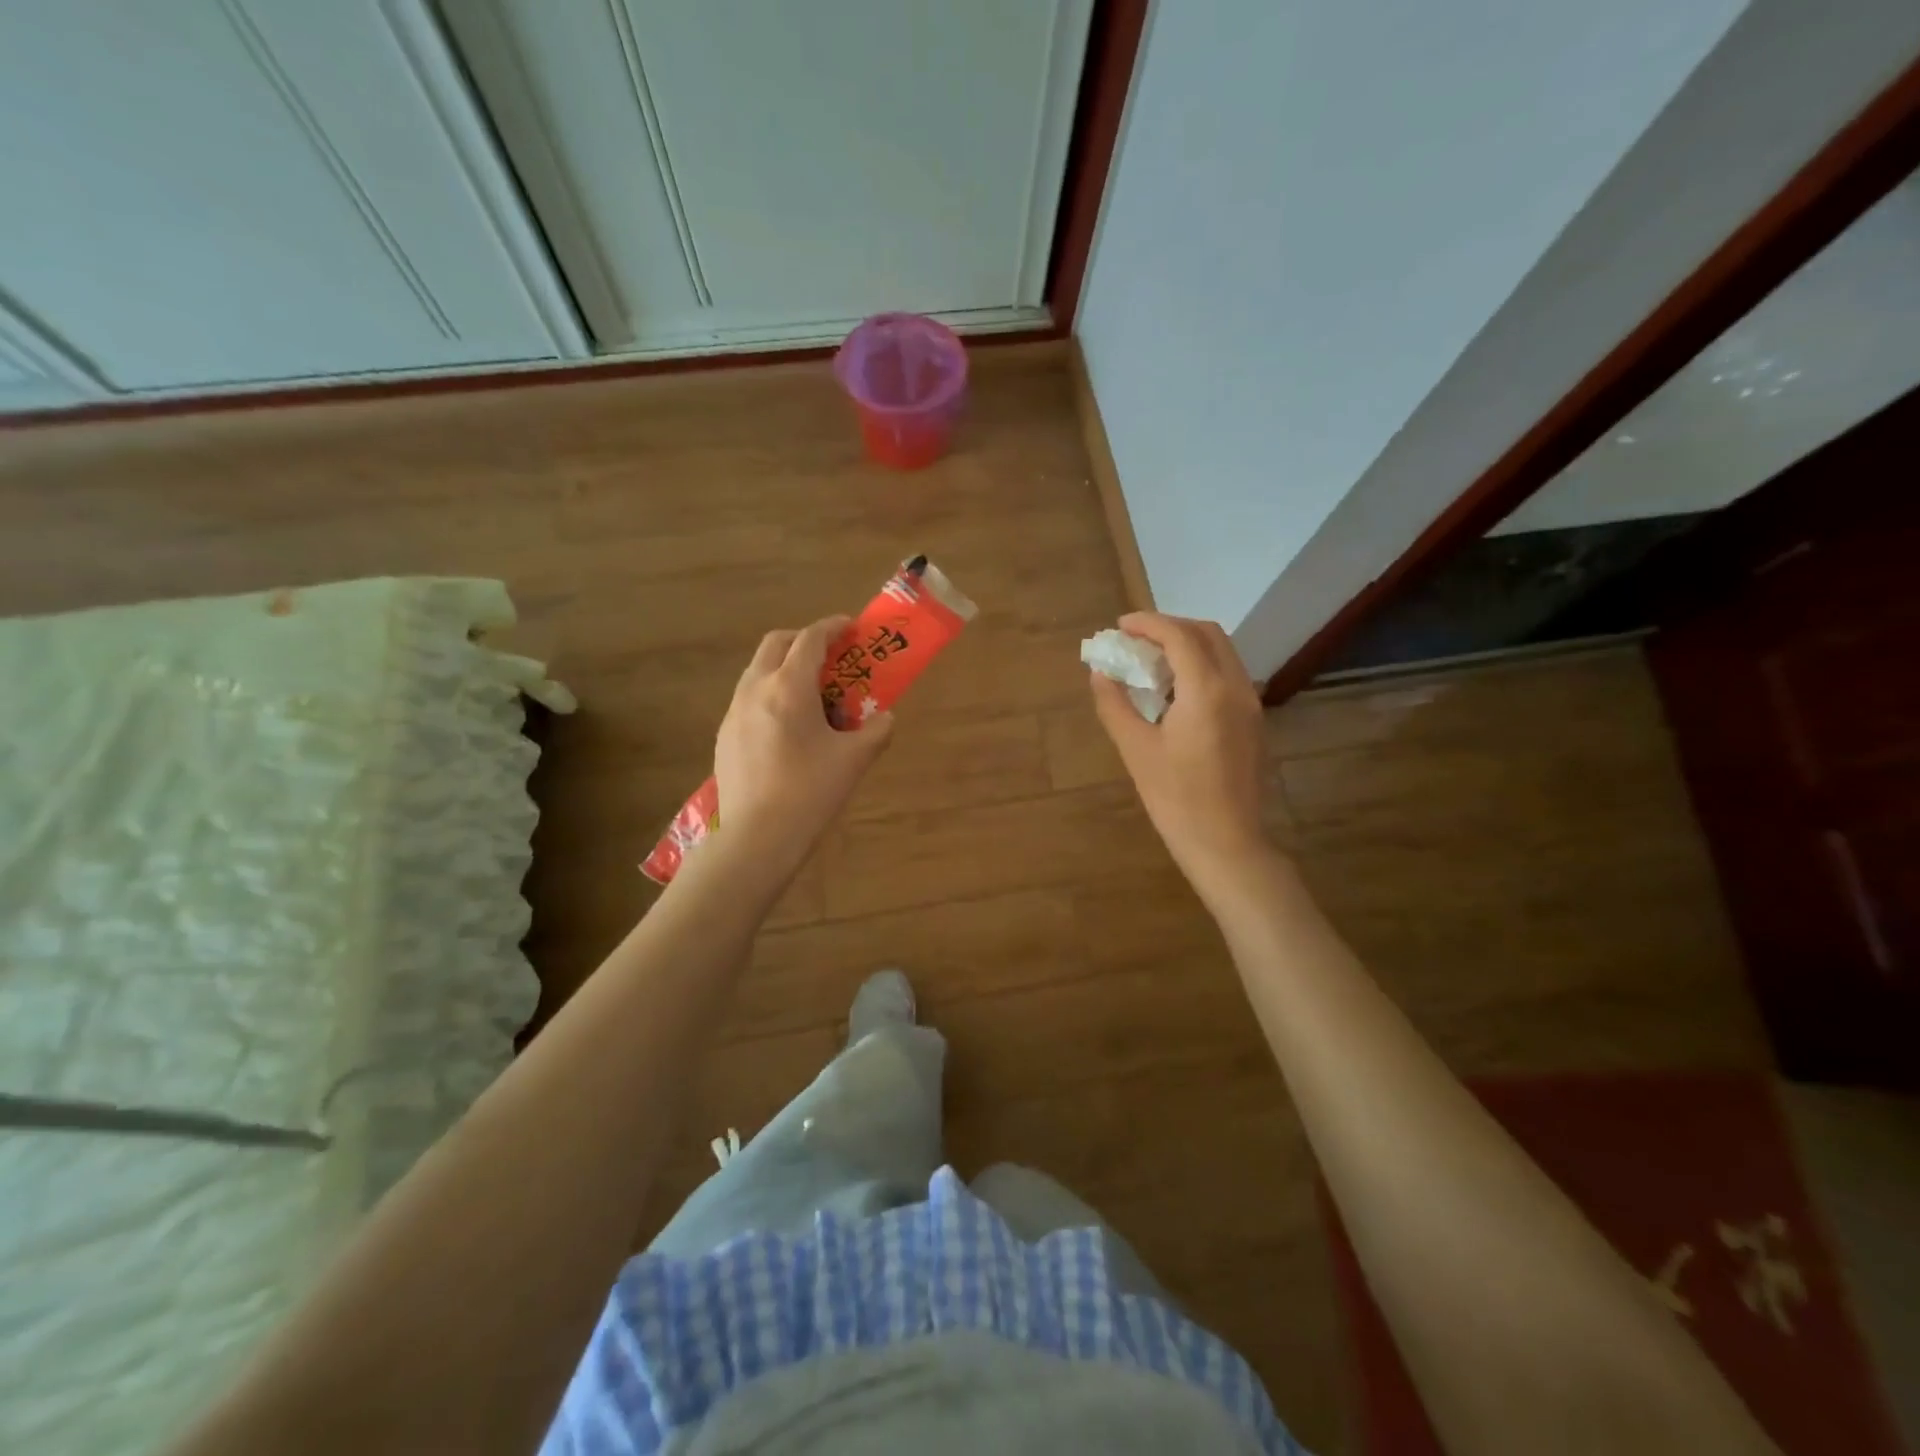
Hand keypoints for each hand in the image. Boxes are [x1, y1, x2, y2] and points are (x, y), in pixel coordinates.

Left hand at [714, 616, 892, 863]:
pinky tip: (788, 729)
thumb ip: (876, 731)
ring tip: (812, 695)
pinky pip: (749, 699)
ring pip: (759, 671)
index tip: (850, 627)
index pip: (810, 639)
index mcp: (788, 687)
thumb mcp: (854, 760)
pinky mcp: (725, 735)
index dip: (832, 627)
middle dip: (804, 640)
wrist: (757, 837)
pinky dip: (771, 695)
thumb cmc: (810, 792)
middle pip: (776, 644)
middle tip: (830, 657)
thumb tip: (884, 718)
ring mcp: (734, 712)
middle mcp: (755, 689)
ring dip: (785, 668)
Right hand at [1090, 612, 1272, 884]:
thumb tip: (1100, 673)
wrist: (1226, 843)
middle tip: (1137, 640)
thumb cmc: (1175, 798)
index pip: (1178, 636)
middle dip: (1171, 627)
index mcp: (1206, 690)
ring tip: (1153, 662)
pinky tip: (1177, 691)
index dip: (1147, 623)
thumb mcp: (1136, 750)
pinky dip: (1203, 666)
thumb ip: (1115, 704)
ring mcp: (1250, 704)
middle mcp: (1236, 687)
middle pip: (1207, 634)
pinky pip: (1229, 675)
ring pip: (1223, 653)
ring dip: (1189, 645)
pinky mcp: (1254, 722)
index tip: (1120, 626)